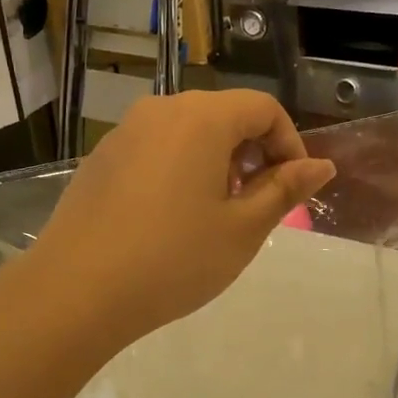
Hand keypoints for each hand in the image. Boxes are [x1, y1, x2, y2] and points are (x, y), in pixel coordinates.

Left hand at [28, 90, 335, 345]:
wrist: (76, 290)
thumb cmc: (174, 259)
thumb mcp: (243, 229)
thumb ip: (284, 189)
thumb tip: (322, 166)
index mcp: (201, 118)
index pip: (262, 107)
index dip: (288, 142)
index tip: (292, 186)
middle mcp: (161, 110)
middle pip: (224, 114)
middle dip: (252, 153)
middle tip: (256, 204)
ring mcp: (125, 132)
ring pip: (188, 131)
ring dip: (216, 161)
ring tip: (215, 214)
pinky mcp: (100, 158)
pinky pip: (155, 148)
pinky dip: (179, 168)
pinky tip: (170, 218)